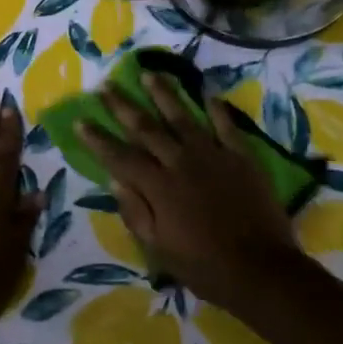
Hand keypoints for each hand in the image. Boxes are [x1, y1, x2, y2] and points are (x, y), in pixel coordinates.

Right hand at [82, 73, 301, 317]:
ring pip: (182, 116)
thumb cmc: (203, 266)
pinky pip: (226, 125)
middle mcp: (181, 162)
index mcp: (158, 186)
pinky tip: (207, 94)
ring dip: (163, 94)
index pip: (119, 156)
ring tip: (149, 74)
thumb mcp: (158, 248)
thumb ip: (134, 211)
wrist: (261, 270)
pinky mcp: (241, 156)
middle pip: (146, 127)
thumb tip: (115, 178)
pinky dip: (216, 109)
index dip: (98, 138)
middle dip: (123, 106)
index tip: (81, 119)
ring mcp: (213, 155)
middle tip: (106, 86)